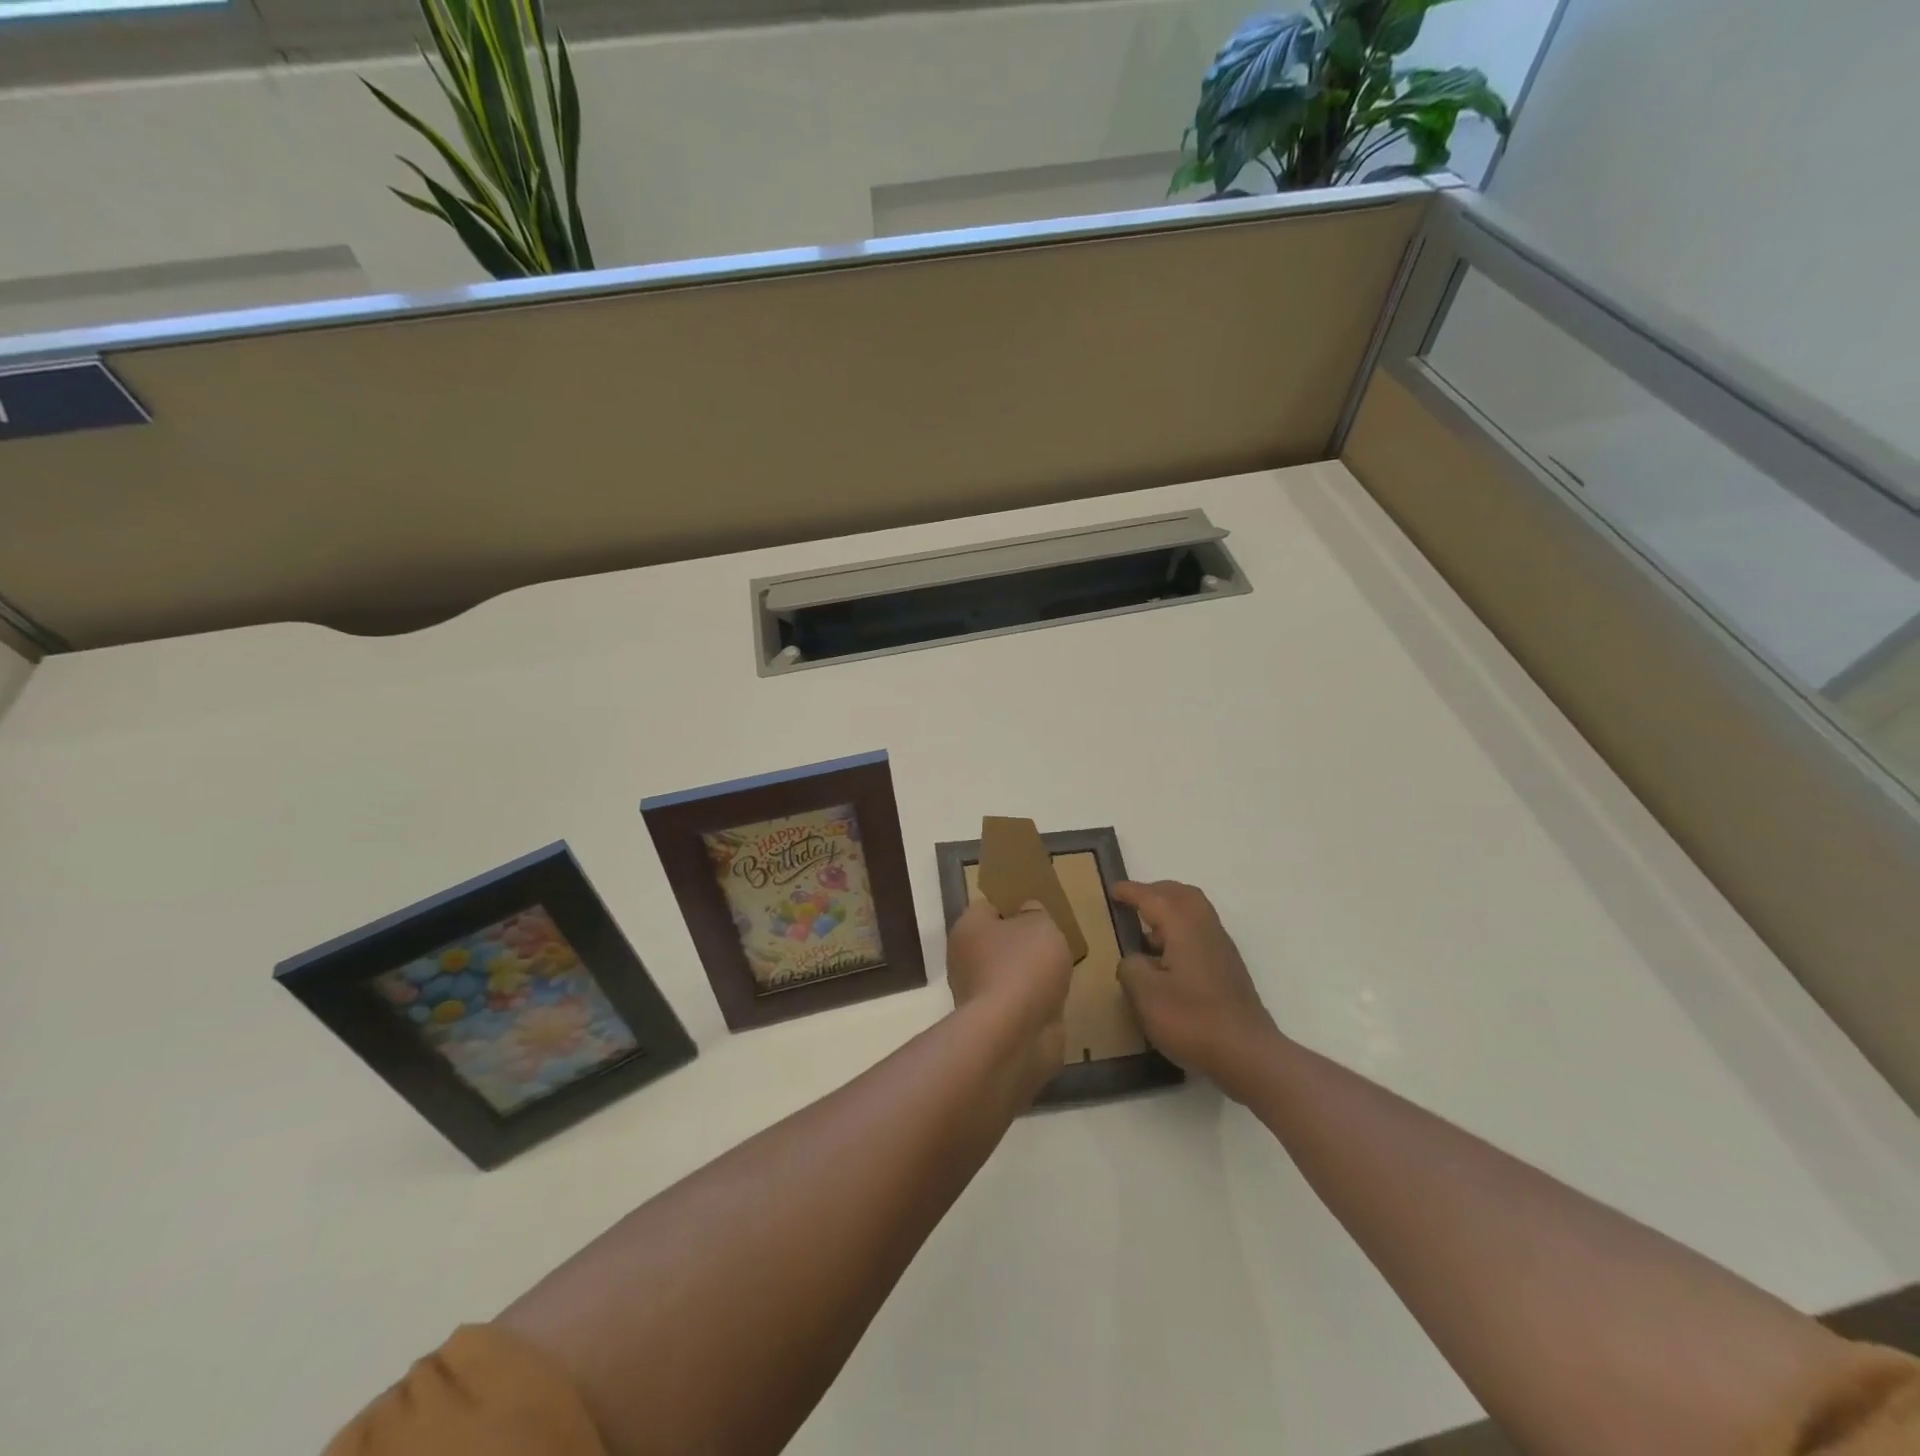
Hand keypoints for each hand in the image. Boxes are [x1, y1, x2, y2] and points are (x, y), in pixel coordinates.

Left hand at [947, 897, 1073, 1091]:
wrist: (1015, 1034)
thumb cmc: (1024, 966)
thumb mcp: (1040, 924)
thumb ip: (1035, 913)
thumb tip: (1026, 913)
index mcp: (968, 927)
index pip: (988, 906)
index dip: (1012, 906)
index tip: (1037, 912)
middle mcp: (963, 958)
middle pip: (996, 942)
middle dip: (1020, 944)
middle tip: (1050, 942)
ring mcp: (975, 993)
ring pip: (1005, 974)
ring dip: (1027, 976)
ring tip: (1057, 973)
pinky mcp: (991, 1023)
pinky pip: (1015, 1003)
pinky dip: (1031, 1003)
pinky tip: (1052, 1001)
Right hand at [1112, 880, 1281, 1101]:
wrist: (1248, 1054)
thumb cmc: (1193, 1021)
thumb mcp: (1145, 995)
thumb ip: (1131, 967)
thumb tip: (1135, 959)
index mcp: (1184, 926)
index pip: (1153, 897)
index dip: (1130, 891)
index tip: (1111, 890)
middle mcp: (1206, 928)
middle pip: (1180, 895)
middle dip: (1154, 892)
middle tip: (1131, 902)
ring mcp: (1221, 948)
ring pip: (1194, 912)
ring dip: (1169, 911)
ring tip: (1146, 932)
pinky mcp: (1228, 968)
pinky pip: (1200, 932)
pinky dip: (1180, 930)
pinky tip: (1167, 959)